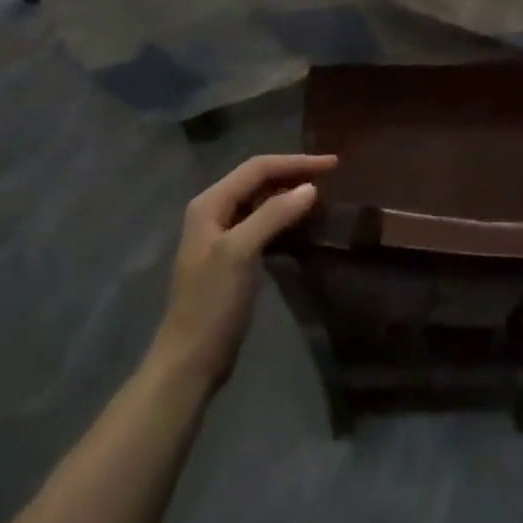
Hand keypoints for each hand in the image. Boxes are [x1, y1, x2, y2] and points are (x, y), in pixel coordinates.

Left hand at [148, 153, 334, 390]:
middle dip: (294, 173)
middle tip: (331, 174)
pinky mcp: (232, 257)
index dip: (296, 162)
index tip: (332, 163)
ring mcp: (221, 235)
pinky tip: (302, 222)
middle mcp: (213, 211)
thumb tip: (311, 187)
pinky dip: (284, 216)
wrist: (190, 360)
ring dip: (289, 193)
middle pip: (258, 179)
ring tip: (321, 192)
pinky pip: (262, 223)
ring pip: (261, 200)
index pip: (258, 168)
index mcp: (210, 203)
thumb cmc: (212, 303)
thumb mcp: (240, 253)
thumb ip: (273, 215)